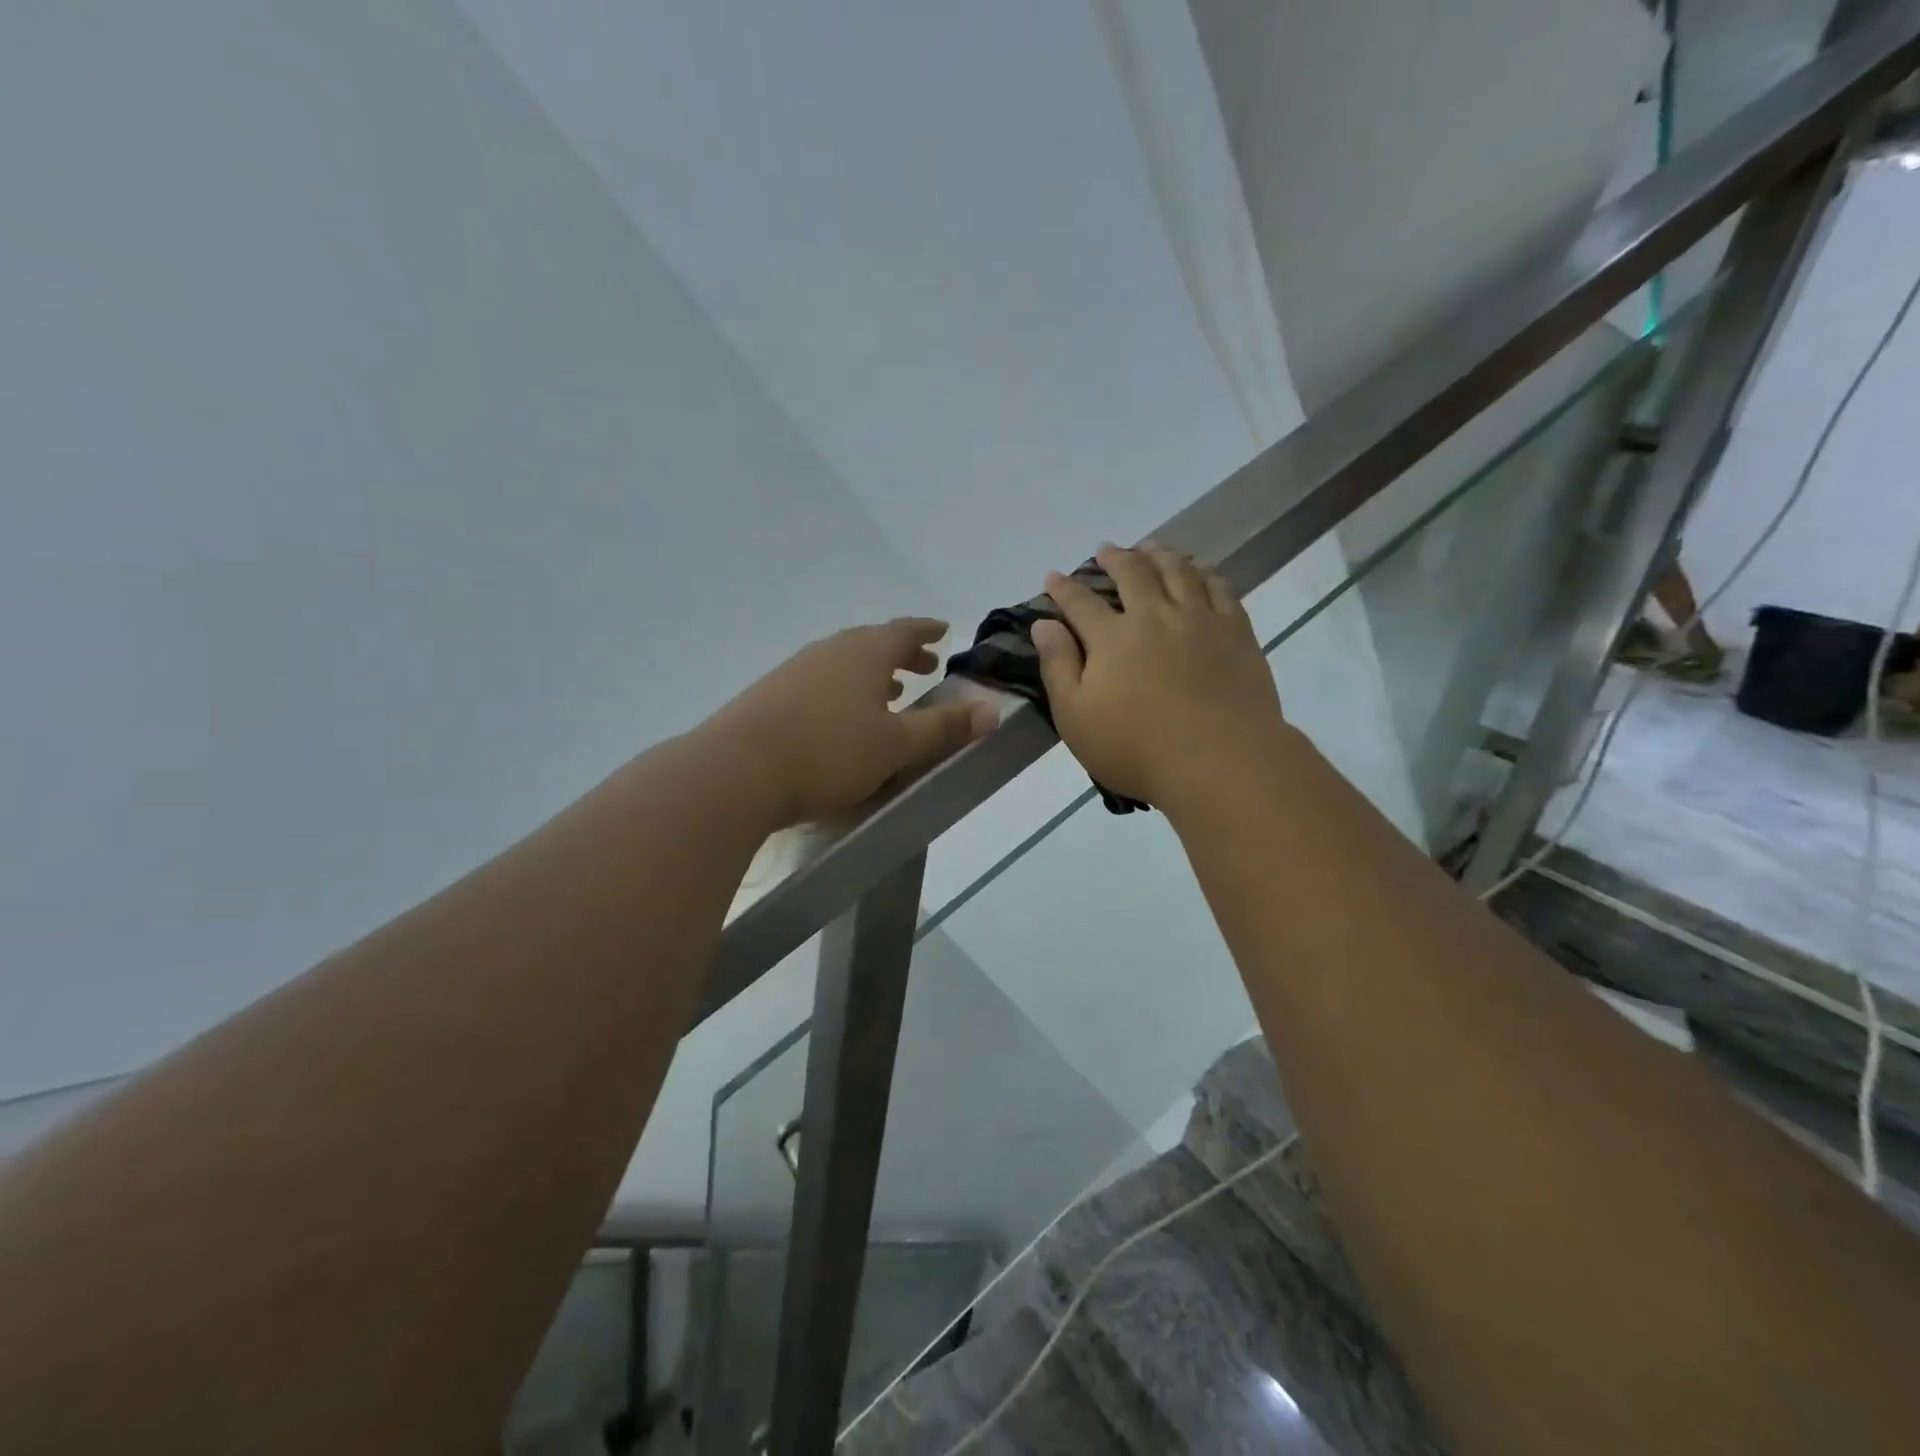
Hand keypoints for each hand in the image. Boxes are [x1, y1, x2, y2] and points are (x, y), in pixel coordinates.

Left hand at [706, 618, 997, 827]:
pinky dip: (842, 691)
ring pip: (843, 664)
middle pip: (871, 643)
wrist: (736, 771)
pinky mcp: (770, 695)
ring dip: (870, 674)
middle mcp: (829, 651)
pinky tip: (839, 719)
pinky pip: (819, 682)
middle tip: (923, 667)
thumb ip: (944, 727)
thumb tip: (993, 710)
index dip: (926, 631)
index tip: (943, 632)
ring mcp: (795, 671)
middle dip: (901, 654)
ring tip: (889, 695)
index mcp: (864, 653)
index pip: (904, 631)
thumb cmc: (829, 753)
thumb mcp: (896, 745)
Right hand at [1034, 545, 1287, 813]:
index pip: (1080, 602)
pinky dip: (1204, 573)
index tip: (1053, 576)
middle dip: (1115, 558)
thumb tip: (1043, 625)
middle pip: (1133, 573)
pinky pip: (1219, 588)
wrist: (1221, 761)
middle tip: (1105, 550)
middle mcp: (1154, 615)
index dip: (1063, 588)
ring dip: (1159, 555)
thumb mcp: (1076, 718)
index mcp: (1112, 638)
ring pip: (1178, 571)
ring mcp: (1200, 619)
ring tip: (1151, 548)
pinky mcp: (1236, 631)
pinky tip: (1200, 572)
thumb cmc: (1137, 748)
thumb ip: (1058, 667)